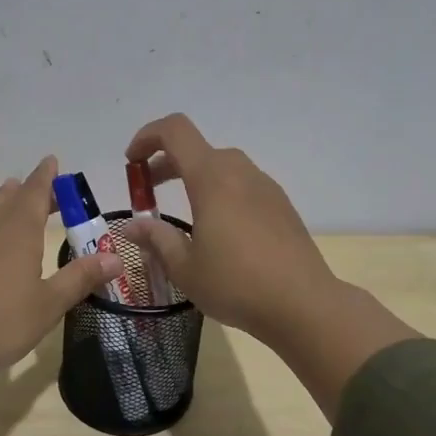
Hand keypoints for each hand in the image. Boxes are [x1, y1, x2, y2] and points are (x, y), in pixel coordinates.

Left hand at [0, 156, 121, 435]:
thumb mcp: (48, 304)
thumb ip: (79, 278)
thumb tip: (115, 257)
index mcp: (18, 231)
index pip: (35, 192)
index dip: (46, 177)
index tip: (52, 161)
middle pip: (9, 200)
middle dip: (26, 191)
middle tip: (40, 188)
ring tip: (7, 199)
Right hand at [120, 115, 417, 417]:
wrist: (303, 305)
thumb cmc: (236, 284)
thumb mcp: (184, 267)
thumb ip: (156, 239)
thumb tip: (132, 226)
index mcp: (211, 178)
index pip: (175, 130)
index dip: (147, 137)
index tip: (131, 163)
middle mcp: (240, 172)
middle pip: (197, 149)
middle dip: (166, 164)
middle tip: (148, 194)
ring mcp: (265, 187)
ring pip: (222, 166)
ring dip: (194, 178)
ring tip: (182, 214)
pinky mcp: (281, 206)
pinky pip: (243, 185)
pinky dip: (220, 192)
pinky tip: (218, 230)